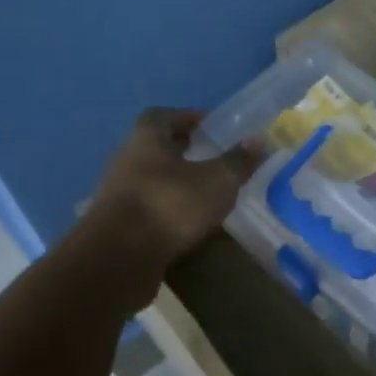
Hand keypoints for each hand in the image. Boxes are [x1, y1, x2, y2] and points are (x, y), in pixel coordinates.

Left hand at [84, 108, 260, 273]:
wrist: (118, 259)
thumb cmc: (170, 205)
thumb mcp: (216, 181)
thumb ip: (238, 161)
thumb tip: (258, 140)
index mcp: (146, 138)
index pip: (164, 116)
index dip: (187, 118)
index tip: (210, 127)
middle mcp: (126, 159)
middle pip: (156, 147)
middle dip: (183, 150)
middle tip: (212, 158)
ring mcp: (118, 193)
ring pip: (151, 179)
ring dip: (175, 182)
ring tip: (205, 193)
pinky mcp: (117, 225)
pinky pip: (149, 207)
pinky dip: (167, 210)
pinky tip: (188, 222)